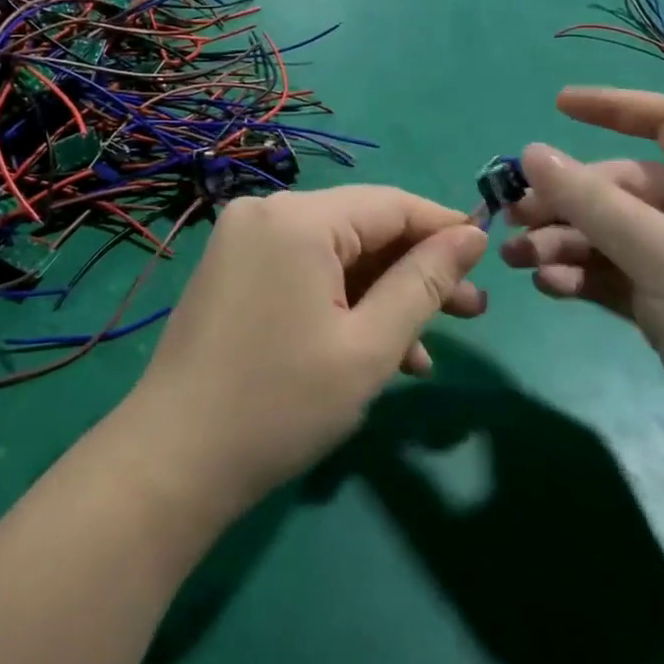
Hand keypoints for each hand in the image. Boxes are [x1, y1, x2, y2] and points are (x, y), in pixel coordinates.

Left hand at [121, 187, 488, 511]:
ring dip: (381, 295)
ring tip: (429, 348)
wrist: (174, 458)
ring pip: (333, 254)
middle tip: (472, 312)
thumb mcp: (369, 346)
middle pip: (361, 228)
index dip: (443, 228)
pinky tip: (375, 349)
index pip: (390, 204)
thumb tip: (471, 234)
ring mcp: (243, 240)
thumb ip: (424, 283)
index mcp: (298, 217)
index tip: (488, 258)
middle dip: (415, 271)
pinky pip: (302, 271)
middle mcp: (267, 212)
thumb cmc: (282, 403)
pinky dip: (340, 301)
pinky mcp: (233, 270)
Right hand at [501, 87, 663, 477]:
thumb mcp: (663, 253)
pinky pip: (608, 271)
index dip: (612, 106)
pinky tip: (549, 287)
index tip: (557, 105)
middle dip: (564, 201)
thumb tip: (530, 153)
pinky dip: (578, 275)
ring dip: (561, 241)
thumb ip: (591, 202)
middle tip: (512, 216)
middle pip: (617, 186)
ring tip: (517, 257)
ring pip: (605, 231)